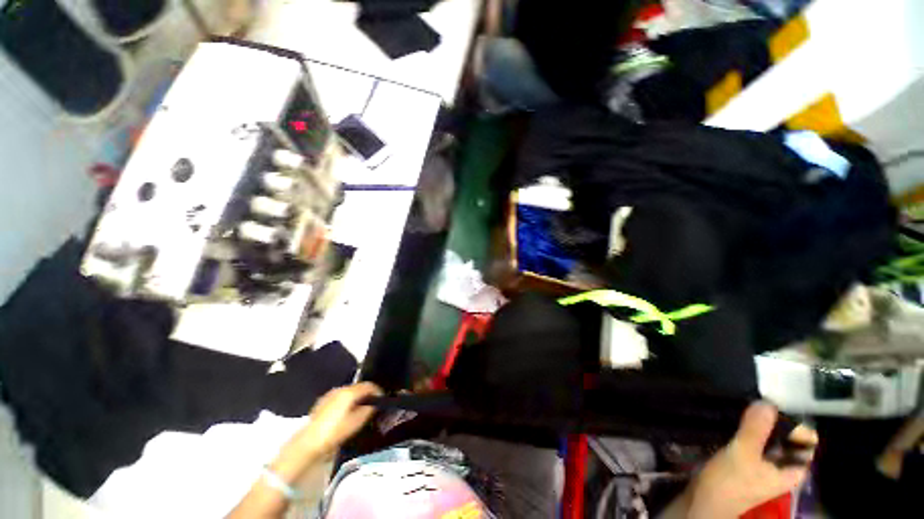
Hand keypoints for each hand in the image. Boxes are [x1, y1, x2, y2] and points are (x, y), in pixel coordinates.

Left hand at [293, 382, 382, 460]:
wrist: (309, 442)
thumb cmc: (336, 431)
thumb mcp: (357, 422)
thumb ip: (368, 410)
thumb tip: (375, 404)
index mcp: (350, 392)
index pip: (368, 385)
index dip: (377, 391)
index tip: (382, 398)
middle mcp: (340, 389)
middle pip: (358, 387)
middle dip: (366, 394)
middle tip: (372, 404)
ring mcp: (330, 395)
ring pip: (348, 392)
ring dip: (356, 397)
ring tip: (360, 409)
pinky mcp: (322, 402)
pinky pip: (339, 397)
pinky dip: (346, 401)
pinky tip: (346, 412)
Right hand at [687, 402, 817, 518]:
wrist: (705, 500)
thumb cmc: (730, 482)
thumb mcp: (742, 453)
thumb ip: (755, 429)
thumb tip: (767, 401)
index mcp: (794, 469)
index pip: (807, 438)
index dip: (794, 421)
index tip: (772, 407)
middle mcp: (786, 466)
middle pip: (790, 436)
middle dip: (775, 420)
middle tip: (755, 404)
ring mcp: (769, 464)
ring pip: (773, 437)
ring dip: (761, 423)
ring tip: (745, 409)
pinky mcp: (752, 461)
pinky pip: (759, 440)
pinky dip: (751, 429)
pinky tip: (738, 422)